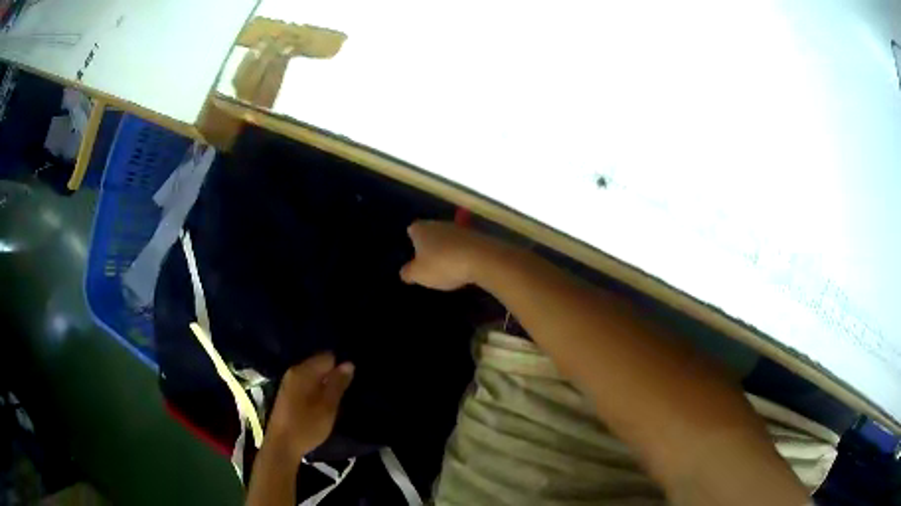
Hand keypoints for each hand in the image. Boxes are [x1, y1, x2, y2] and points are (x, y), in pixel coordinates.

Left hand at [265, 353, 353, 463]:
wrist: (282, 445)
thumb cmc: (307, 425)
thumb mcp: (328, 406)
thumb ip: (338, 384)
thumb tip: (349, 363)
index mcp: (303, 371)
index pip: (328, 357)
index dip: (341, 367)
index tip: (350, 382)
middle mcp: (294, 371)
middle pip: (319, 364)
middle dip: (333, 375)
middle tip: (346, 391)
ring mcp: (289, 382)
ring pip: (313, 375)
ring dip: (325, 384)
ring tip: (337, 398)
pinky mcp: (287, 393)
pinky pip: (306, 384)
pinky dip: (316, 390)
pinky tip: (323, 404)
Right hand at [400, 220, 498, 290]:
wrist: (481, 259)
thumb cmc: (443, 264)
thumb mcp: (419, 274)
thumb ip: (408, 273)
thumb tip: (404, 272)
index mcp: (422, 229)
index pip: (412, 229)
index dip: (411, 239)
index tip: (412, 250)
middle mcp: (439, 224)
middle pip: (431, 231)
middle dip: (429, 243)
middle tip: (427, 260)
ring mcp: (459, 229)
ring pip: (448, 237)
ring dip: (447, 248)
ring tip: (445, 265)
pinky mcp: (476, 237)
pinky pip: (463, 245)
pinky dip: (461, 253)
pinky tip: (462, 266)